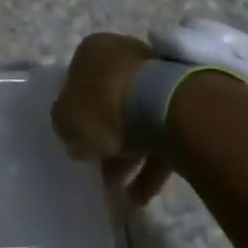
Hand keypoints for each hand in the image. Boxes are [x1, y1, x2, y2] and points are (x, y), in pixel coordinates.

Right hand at [51, 32, 174, 205]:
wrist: (168, 108)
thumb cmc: (106, 105)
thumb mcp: (66, 118)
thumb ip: (64, 123)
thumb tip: (72, 131)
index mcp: (93, 51)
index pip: (76, 80)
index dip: (73, 111)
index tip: (74, 138)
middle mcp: (125, 56)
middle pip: (108, 101)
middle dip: (104, 137)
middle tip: (98, 169)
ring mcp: (157, 77)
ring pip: (136, 120)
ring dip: (127, 157)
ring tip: (120, 193)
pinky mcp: (184, 104)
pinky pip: (161, 136)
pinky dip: (150, 166)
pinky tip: (141, 196)